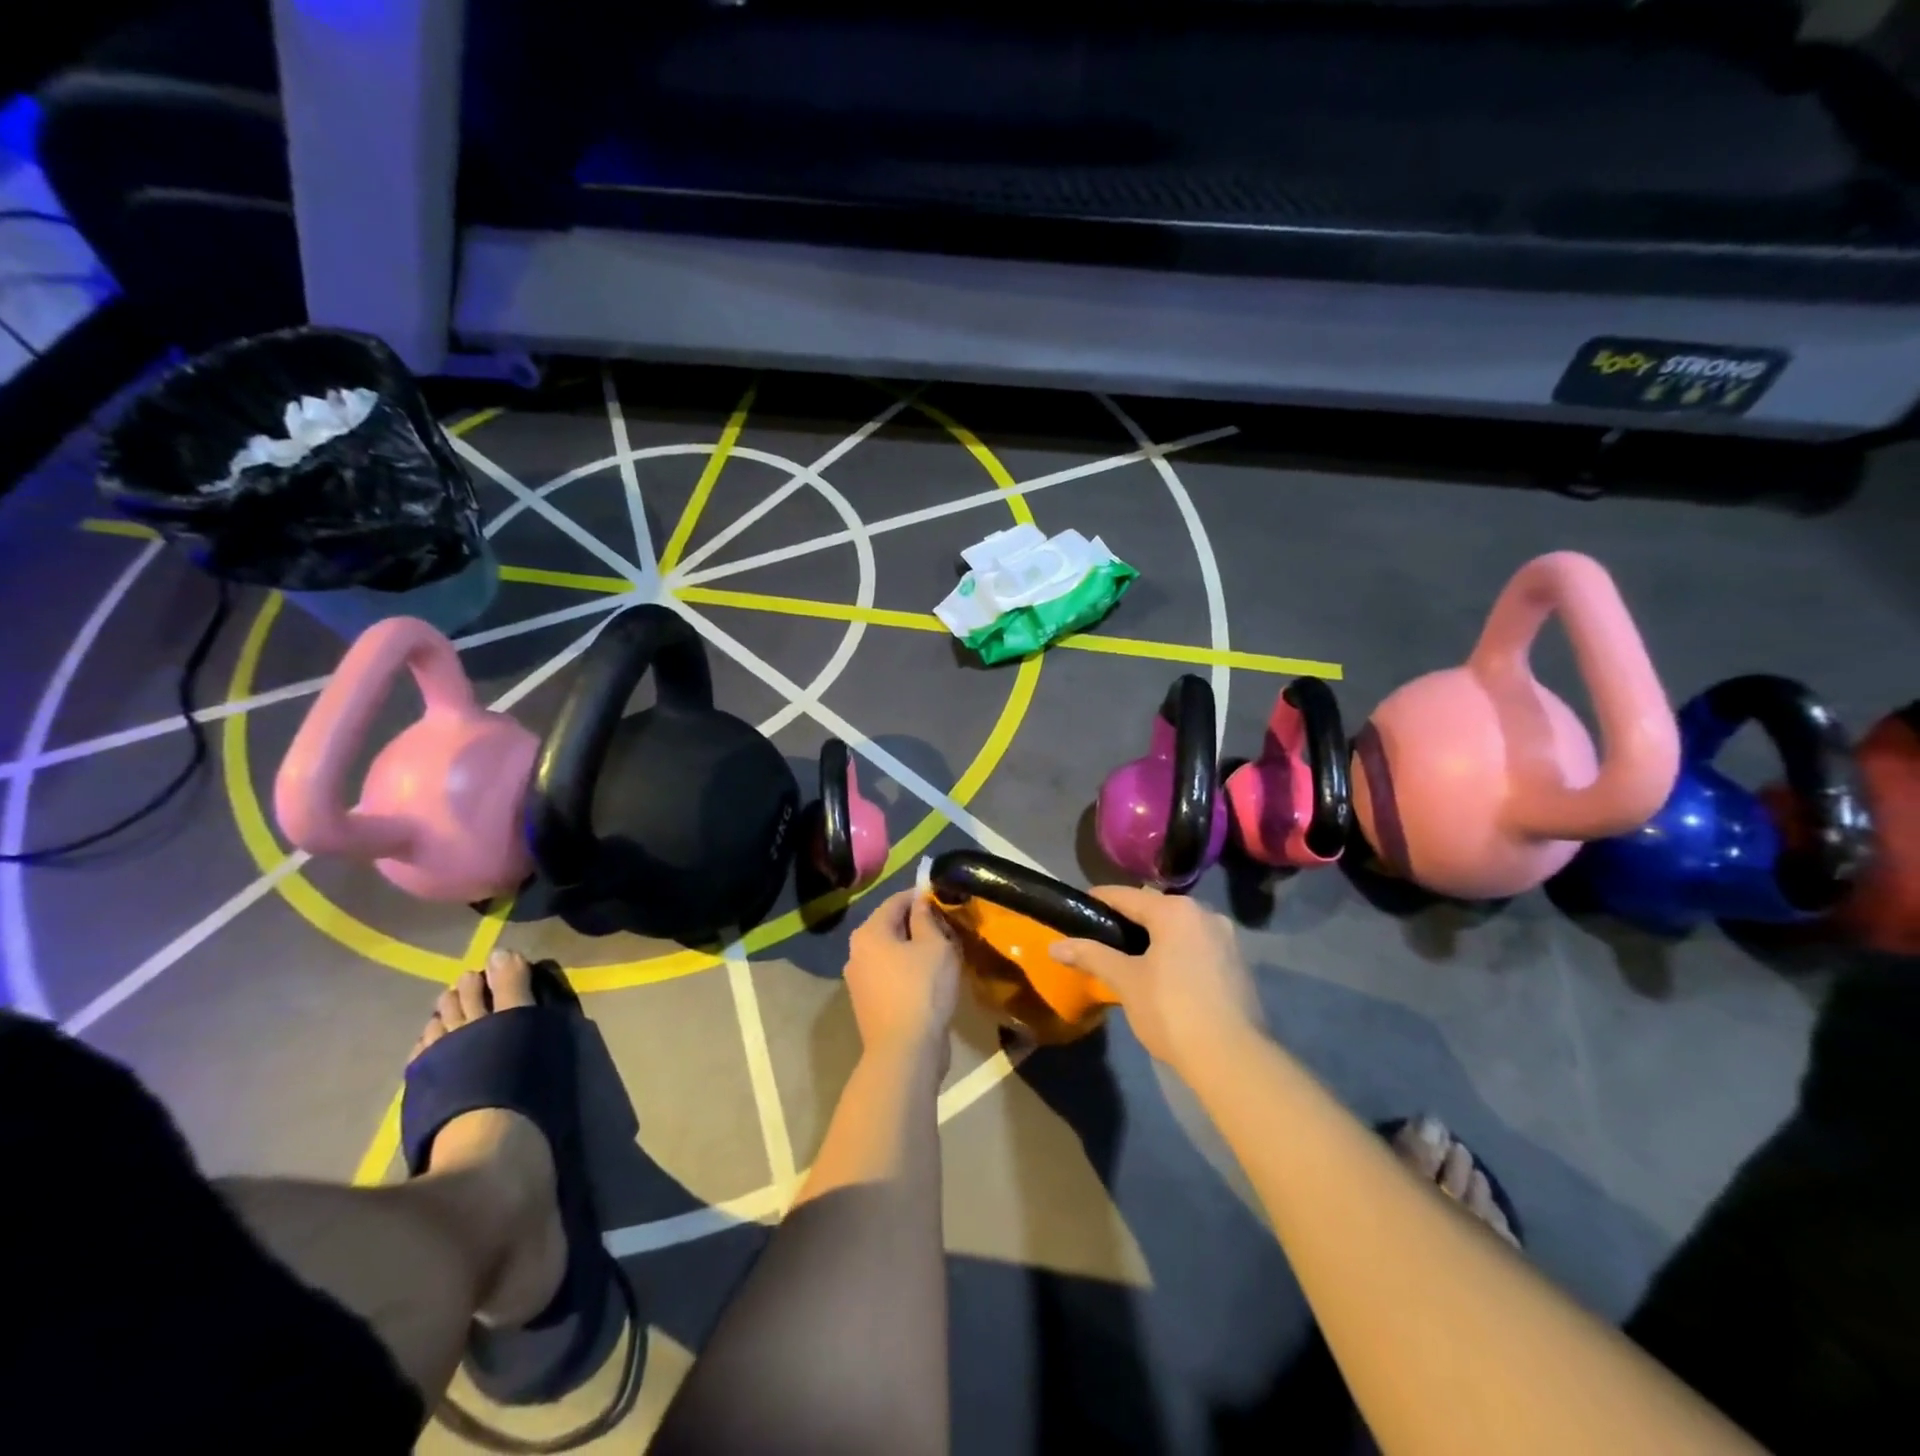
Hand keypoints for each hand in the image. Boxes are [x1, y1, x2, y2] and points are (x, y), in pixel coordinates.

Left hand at [844, 890, 961, 1067]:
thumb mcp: (934, 946)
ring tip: (943, 951)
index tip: (944, 895)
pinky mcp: (868, 1003)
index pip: (895, 900)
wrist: (904, 1053)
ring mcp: (859, 980)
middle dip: (918, 922)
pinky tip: (930, 977)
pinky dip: (908, 970)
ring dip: (914, 948)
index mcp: (869, 933)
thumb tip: (921, 900)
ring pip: (891, 952)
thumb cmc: (921, 990)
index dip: (920, 895)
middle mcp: (857, 952)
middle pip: (890, 926)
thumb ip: (926, 918)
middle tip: (947, 925)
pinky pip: (890, 975)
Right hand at [1051, 886, 1261, 1073]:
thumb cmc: (1171, 1011)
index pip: (1125, 895)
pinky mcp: (1237, 964)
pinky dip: (1176, 952)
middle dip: (1127, 920)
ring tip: (1128, 959)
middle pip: (1154, 909)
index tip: (1078, 911)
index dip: (1098, 901)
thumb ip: (1091, 956)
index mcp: (1175, 910)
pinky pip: (1196, 945)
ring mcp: (1226, 938)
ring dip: (1153, 937)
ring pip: (1178, 928)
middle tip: (1100, 939)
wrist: (1232, 1059)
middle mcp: (1204, 914)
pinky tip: (1162, 976)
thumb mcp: (1125, 981)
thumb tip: (1054, 946)